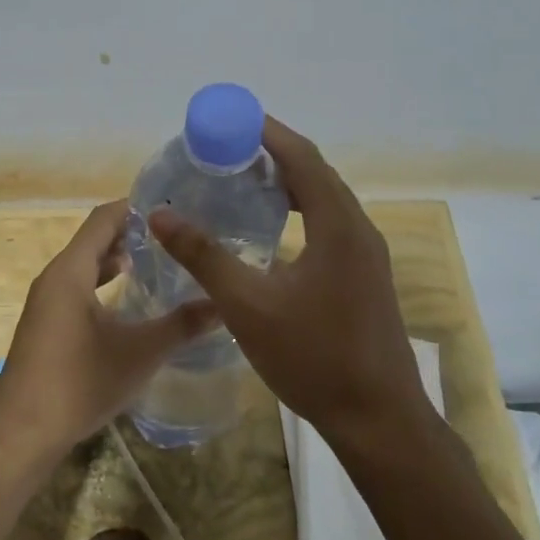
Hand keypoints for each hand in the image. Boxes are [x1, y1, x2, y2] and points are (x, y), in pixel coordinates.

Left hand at [0, 200, 217, 467]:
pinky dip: (102, 283)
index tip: (172, 206)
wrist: (22, 432)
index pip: (103, 219)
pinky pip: (77, 288)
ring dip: (116, 259)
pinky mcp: (46, 325)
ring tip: (157, 260)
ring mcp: (46, 303)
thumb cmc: (80, 382)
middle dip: (132, 233)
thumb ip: (182, 325)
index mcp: (70, 271)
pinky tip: (127, 299)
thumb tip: (223, 305)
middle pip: (94, 239)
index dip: (135, 207)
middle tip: (174, 234)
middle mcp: (54, 278)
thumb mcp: (140, 353)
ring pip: (84, 266)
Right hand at [147, 117, 433, 449]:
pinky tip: (271, 232)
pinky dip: (299, 211)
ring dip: (287, 184)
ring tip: (242, 183)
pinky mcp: (365, 276)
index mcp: (337, 225)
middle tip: (226, 151)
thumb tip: (160, 215)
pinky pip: (330, 224)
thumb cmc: (314, 358)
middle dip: (273, 154)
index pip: (302, 157)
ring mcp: (367, 254)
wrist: (379, 419)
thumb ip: (204, 256)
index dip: (266, 132)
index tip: (229, 120)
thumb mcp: (248, 306)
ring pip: (325, 200)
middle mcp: (359, 229)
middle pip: (315, 173)